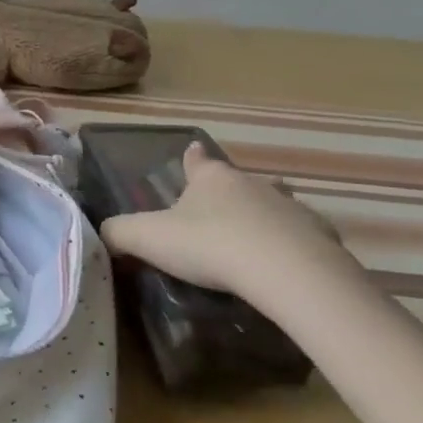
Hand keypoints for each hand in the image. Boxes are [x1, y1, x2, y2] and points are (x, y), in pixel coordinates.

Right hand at [99, 143, 353, 302]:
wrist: (286, 271)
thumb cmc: (210, 245)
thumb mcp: (148, 238)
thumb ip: (120, 233)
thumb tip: (103, 232)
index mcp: (211, 179)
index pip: (197, 161)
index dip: (190, 158)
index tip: (191, 150)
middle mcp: (250, 184)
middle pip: (236, 183)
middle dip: (226, 195)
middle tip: (214, 216)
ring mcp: (289, 208)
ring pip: (271, 206)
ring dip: (261, 219)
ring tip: (251, 241)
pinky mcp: (319, 237)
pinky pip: (299, 238)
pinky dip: (290, 247)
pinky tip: (283, 268)